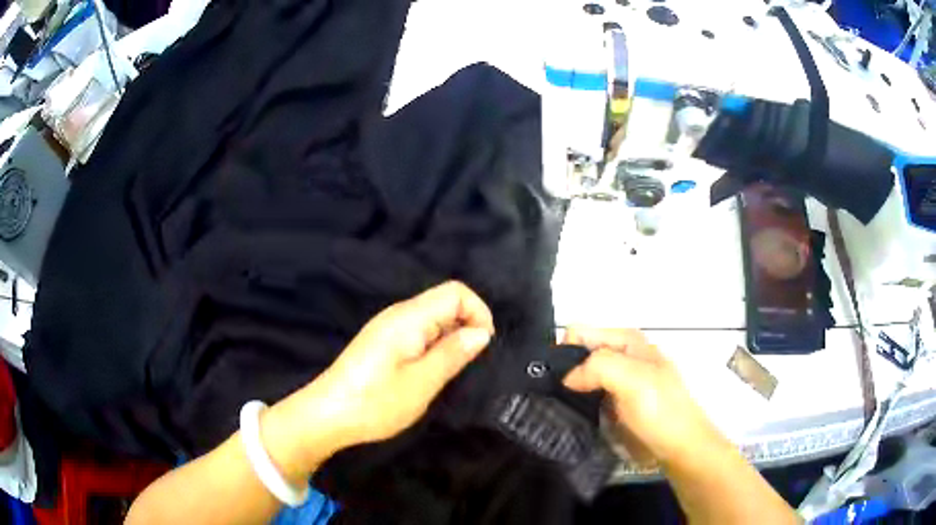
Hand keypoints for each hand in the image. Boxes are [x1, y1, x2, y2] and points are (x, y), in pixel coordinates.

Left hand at [263, 281, 494, 478]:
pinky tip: (430, 372)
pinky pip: (418, 333)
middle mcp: (398, 314)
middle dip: (466, 326)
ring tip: (451, 372)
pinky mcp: (382, 343)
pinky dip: (434, 346)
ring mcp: (388, 328)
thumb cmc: (376, 402)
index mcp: (409, 317)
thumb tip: (481, 332)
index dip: (478, 312)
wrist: (327, 415)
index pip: (455, 292)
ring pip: (432, 319)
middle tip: (469, 365)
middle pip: (444, 302)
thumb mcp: (422, 382)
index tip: (484, 346)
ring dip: (450, 339)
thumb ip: (453, 353)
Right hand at [562, 328, 722, 466]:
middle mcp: (619, 356)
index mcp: (626, 340)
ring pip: (580, 376)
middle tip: (547, 395)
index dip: (564, 351)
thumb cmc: (660, 410)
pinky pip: (585, 397)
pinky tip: (567, 415)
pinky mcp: (612, 405)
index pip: (580, 333)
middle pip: (578, 353)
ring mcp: (616, 382)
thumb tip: (566, 378)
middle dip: (563, 370)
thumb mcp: (633, 379)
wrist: (677, 447)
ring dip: (567, 389)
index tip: (553, 379)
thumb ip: (598, 367)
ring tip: (553, 407)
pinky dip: (574, 403)